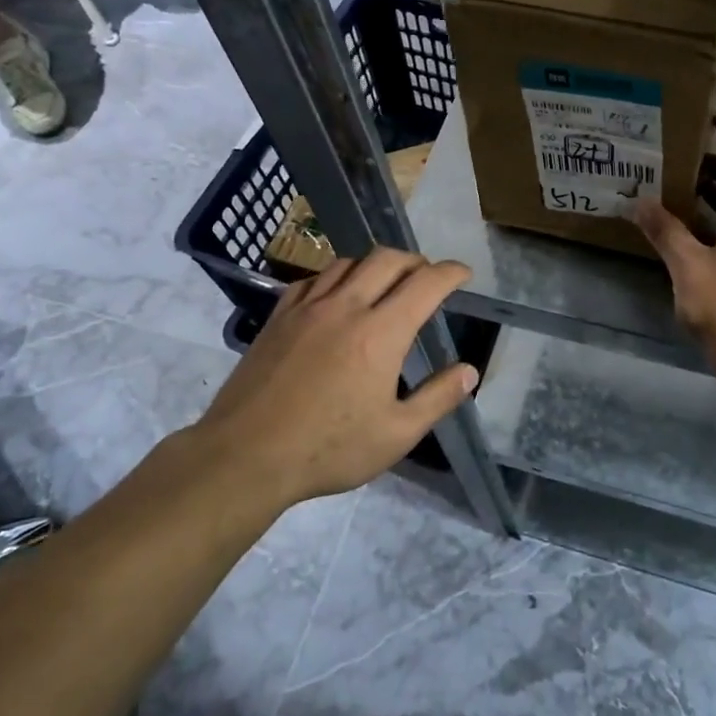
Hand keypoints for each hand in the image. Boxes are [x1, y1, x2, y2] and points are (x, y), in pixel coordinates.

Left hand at [187, 248, 478, 506]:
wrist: (245, 456)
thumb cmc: (328, 449)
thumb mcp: (396, 434)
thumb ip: (438, 398)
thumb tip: (470, 371)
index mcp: (380, 333)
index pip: (425, 284)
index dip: (450, 273)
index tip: (463, 274)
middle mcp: (346, 307)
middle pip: (387, 259)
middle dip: (415, 261)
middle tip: (427, 277)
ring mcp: (307, 308)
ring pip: (348, 263)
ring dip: (375, 264)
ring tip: (385, 282)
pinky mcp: (278, 317)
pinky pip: (313, 279)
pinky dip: (336, 277)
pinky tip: (336, 296)